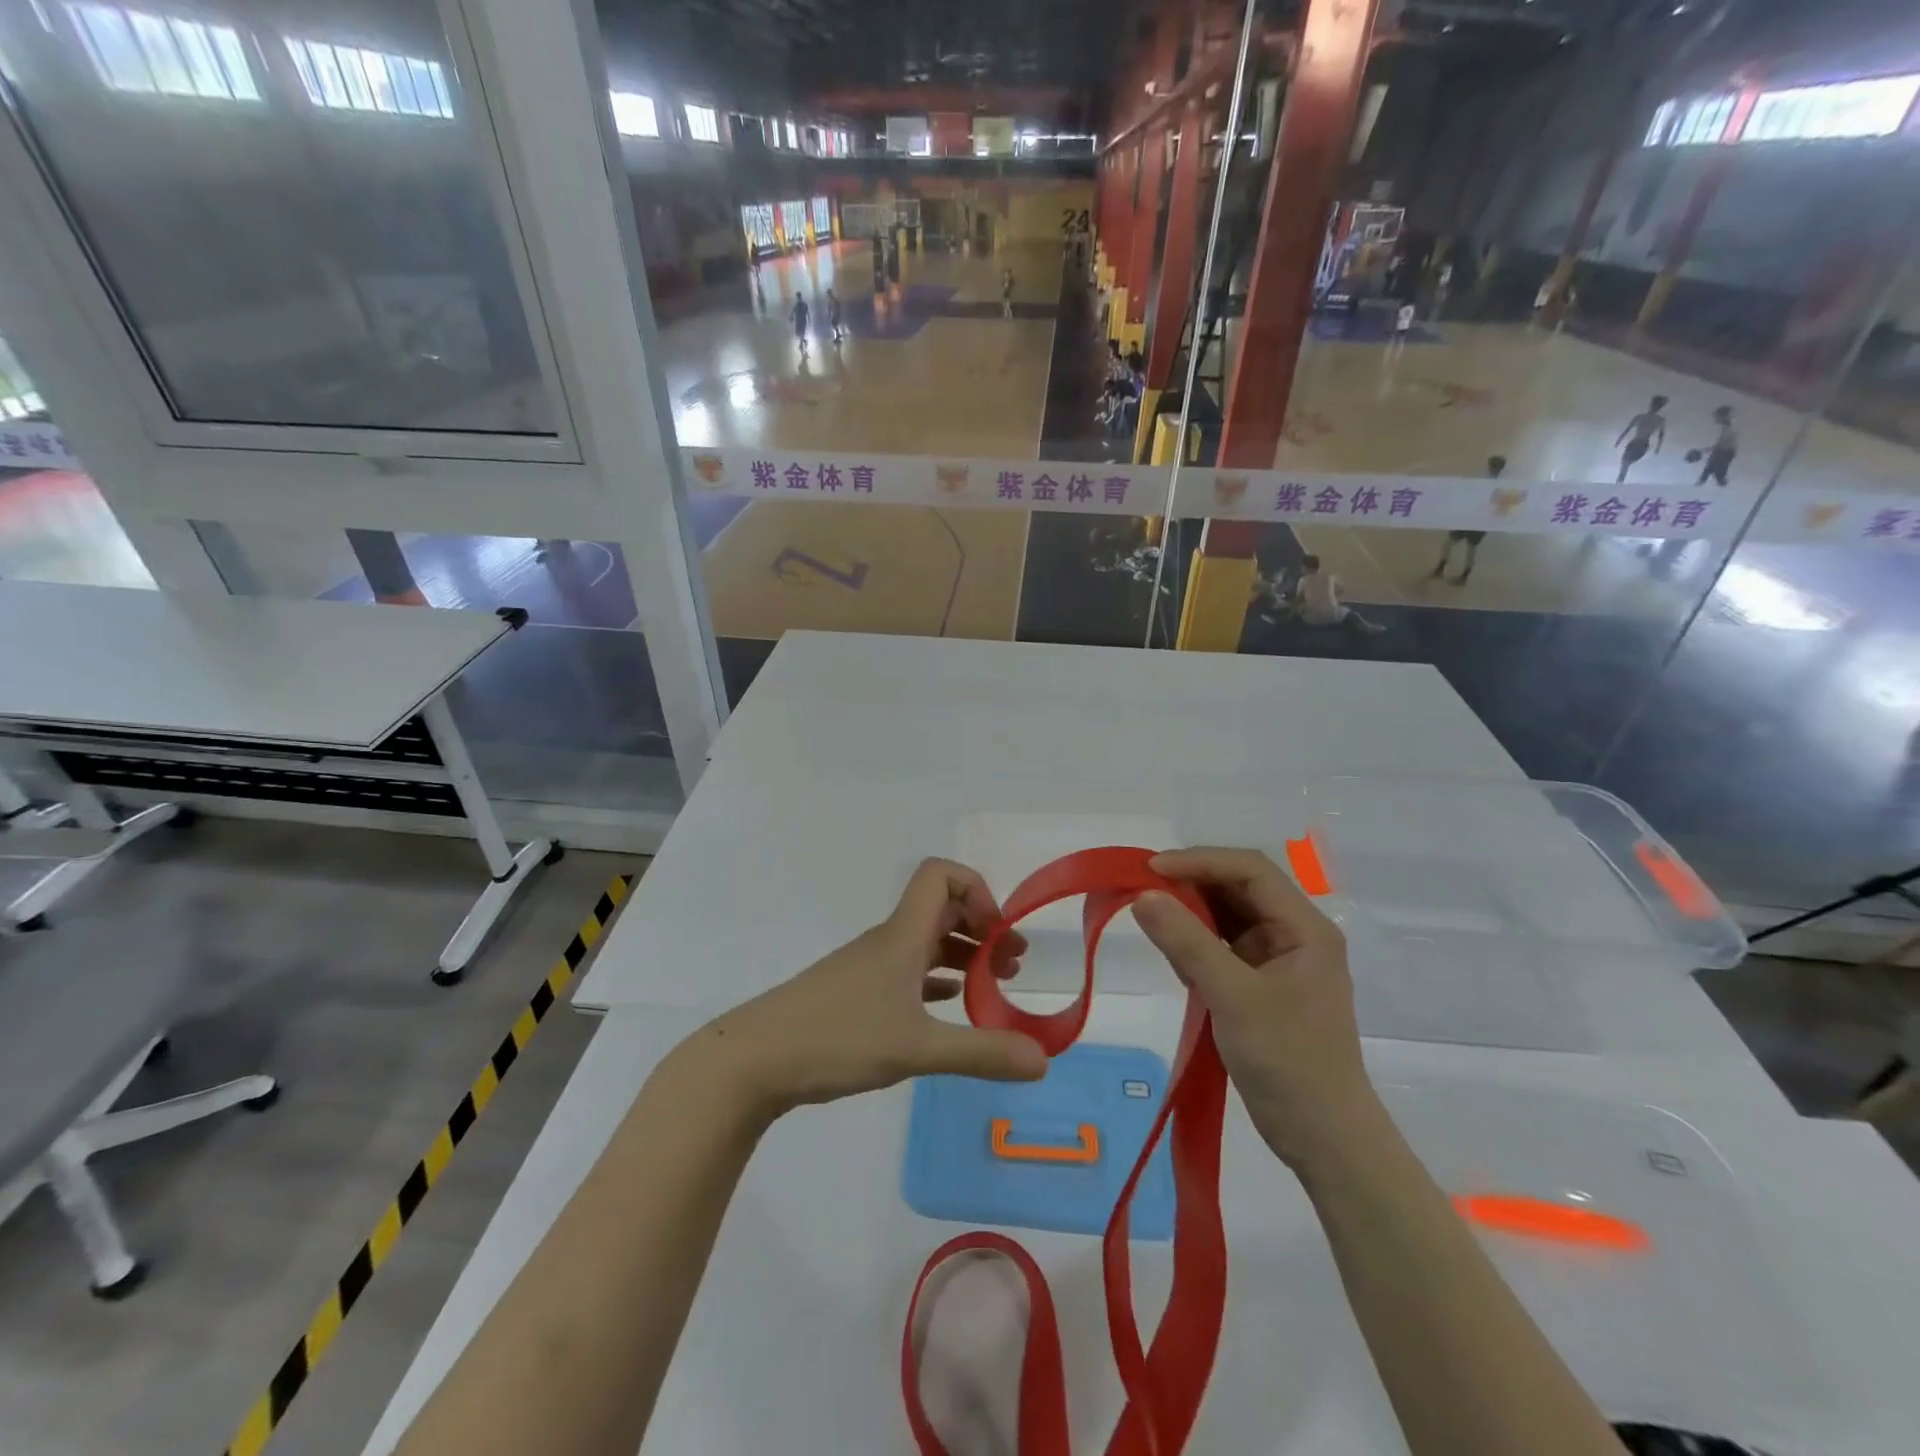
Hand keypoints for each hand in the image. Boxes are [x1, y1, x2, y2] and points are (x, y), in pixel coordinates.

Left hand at [693, 859, 1048, 1120]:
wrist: (754, 1059)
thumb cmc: (837, 1037)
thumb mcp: (917, 1049)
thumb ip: (982, 1053)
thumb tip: (1044, 1061)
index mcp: (902, 935)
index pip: (940, 875)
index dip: (977, 890)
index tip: (997, 934)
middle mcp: (888, 941)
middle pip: (941, 908)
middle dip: (982, 928)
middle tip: (1012, 964)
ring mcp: (869, 967)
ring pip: (925, 942)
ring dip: (962, 954)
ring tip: (994, 985)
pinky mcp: (856, 993)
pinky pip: (908, 971)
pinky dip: (937, 978)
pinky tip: (950, 1004)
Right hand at [1130, 847, 1377, 1167]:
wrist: (1322, 1138)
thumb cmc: (1288, 1061)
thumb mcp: (1233, 997)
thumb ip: (1187, 942)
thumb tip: (1142, 896)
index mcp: (1304, 927)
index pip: (1250, 870)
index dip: (1199, 861)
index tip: (1151, 869)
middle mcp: (1294, 934)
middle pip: (1238, 888)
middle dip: (1191, 885)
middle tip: (1142, 891)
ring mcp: (1278, 960)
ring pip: (1227, 916)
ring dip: (1190, 915)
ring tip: (1153, 924)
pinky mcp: (1261, 984)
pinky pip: (1222, 947)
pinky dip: (1195, 945)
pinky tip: (1176, 961)